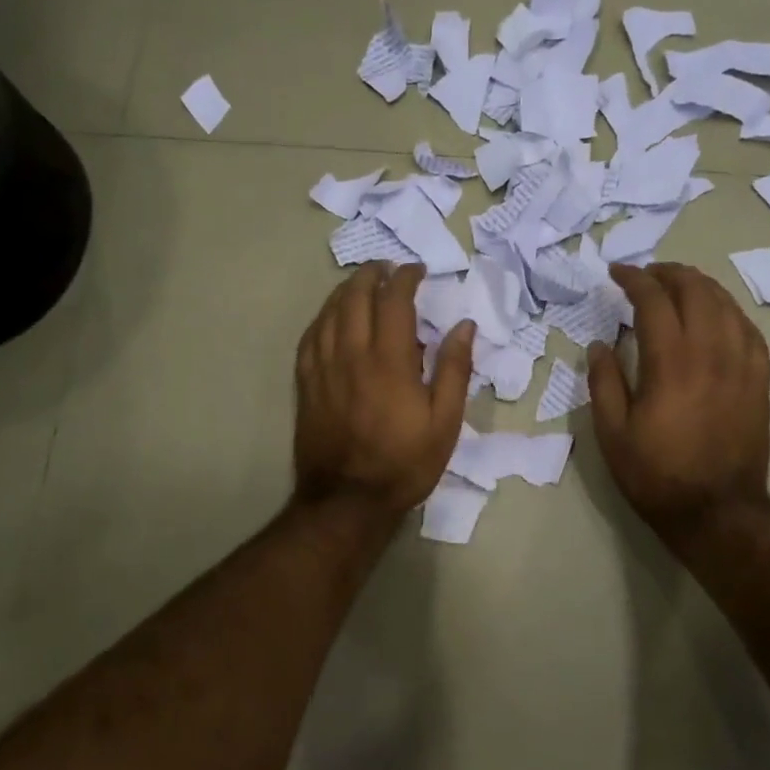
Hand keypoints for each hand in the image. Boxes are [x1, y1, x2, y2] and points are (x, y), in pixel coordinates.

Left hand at [293, 262, 474, 517]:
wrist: (348, 501)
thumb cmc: (404, 463)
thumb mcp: (445, 422)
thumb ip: (454, 369)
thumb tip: (463, 326)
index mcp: (389, 361)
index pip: (394, 300)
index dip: (405, 278)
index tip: (417, 270)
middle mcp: (351, 354)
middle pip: (355, 297)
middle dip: (371, 274)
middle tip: (387, 268)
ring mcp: (323, 368)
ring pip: (328, 312)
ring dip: (345, 290)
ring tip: (360, 284)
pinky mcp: (306, 384)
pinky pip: (309, 337)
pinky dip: (322, 317)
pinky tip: (330, 317)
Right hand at [588, 263, 769, 538]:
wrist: (717, 511)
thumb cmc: (656, 475)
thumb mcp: (612, 434)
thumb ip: (604, 382)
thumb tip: (601, 344)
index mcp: (671, 363)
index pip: (654, 301)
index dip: (634, 279)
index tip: (616, 273)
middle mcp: (711, 353)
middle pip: (696, 291)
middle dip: (669, 273)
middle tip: (646, 275)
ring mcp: (742, 364)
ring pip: (726, 304)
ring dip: (700, 286)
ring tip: (679, 287)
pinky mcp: (760, 380)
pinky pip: (749, 330)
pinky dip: (729, 312)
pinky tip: (717, 315)